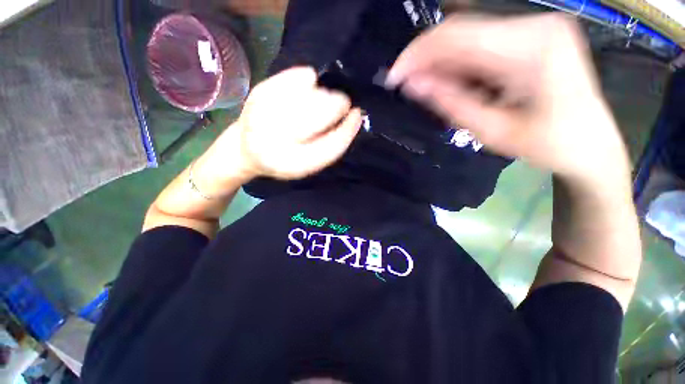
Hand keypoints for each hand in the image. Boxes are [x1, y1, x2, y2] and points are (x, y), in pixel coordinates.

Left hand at [229, 67, 361, 179]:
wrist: (245, 148)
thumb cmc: (284, 159)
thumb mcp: (309, 163)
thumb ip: (330, 146)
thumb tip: (352, 117)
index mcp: (294, 162)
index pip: (332, 145)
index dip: (348, 128)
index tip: (357, 115)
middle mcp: (278, 139)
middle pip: (323, 111)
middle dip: (337, 105)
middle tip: (338, 107)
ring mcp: (266, 112)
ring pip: (313, 91)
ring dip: (323, 95)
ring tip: (316, 104)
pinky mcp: (261, 91)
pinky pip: (298, 75)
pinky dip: (308, 79)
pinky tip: (306, 90)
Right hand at [388, 14, 629, 183]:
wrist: (592, 146)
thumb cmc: (550, 145)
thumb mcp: (492, 131)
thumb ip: (451, 103)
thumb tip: (413, 85)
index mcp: (531, 48)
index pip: (456, 36)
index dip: (417, 55)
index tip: (394, 78)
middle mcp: (534, 25)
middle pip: (461, 31)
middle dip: (426, 60)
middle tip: (407, 87)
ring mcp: (535, 27)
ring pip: (469, 37)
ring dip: (441, 64)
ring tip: (428, 90)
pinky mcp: (532, 36)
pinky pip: (482, 44)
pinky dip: (459, 64)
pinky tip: (451, 84)